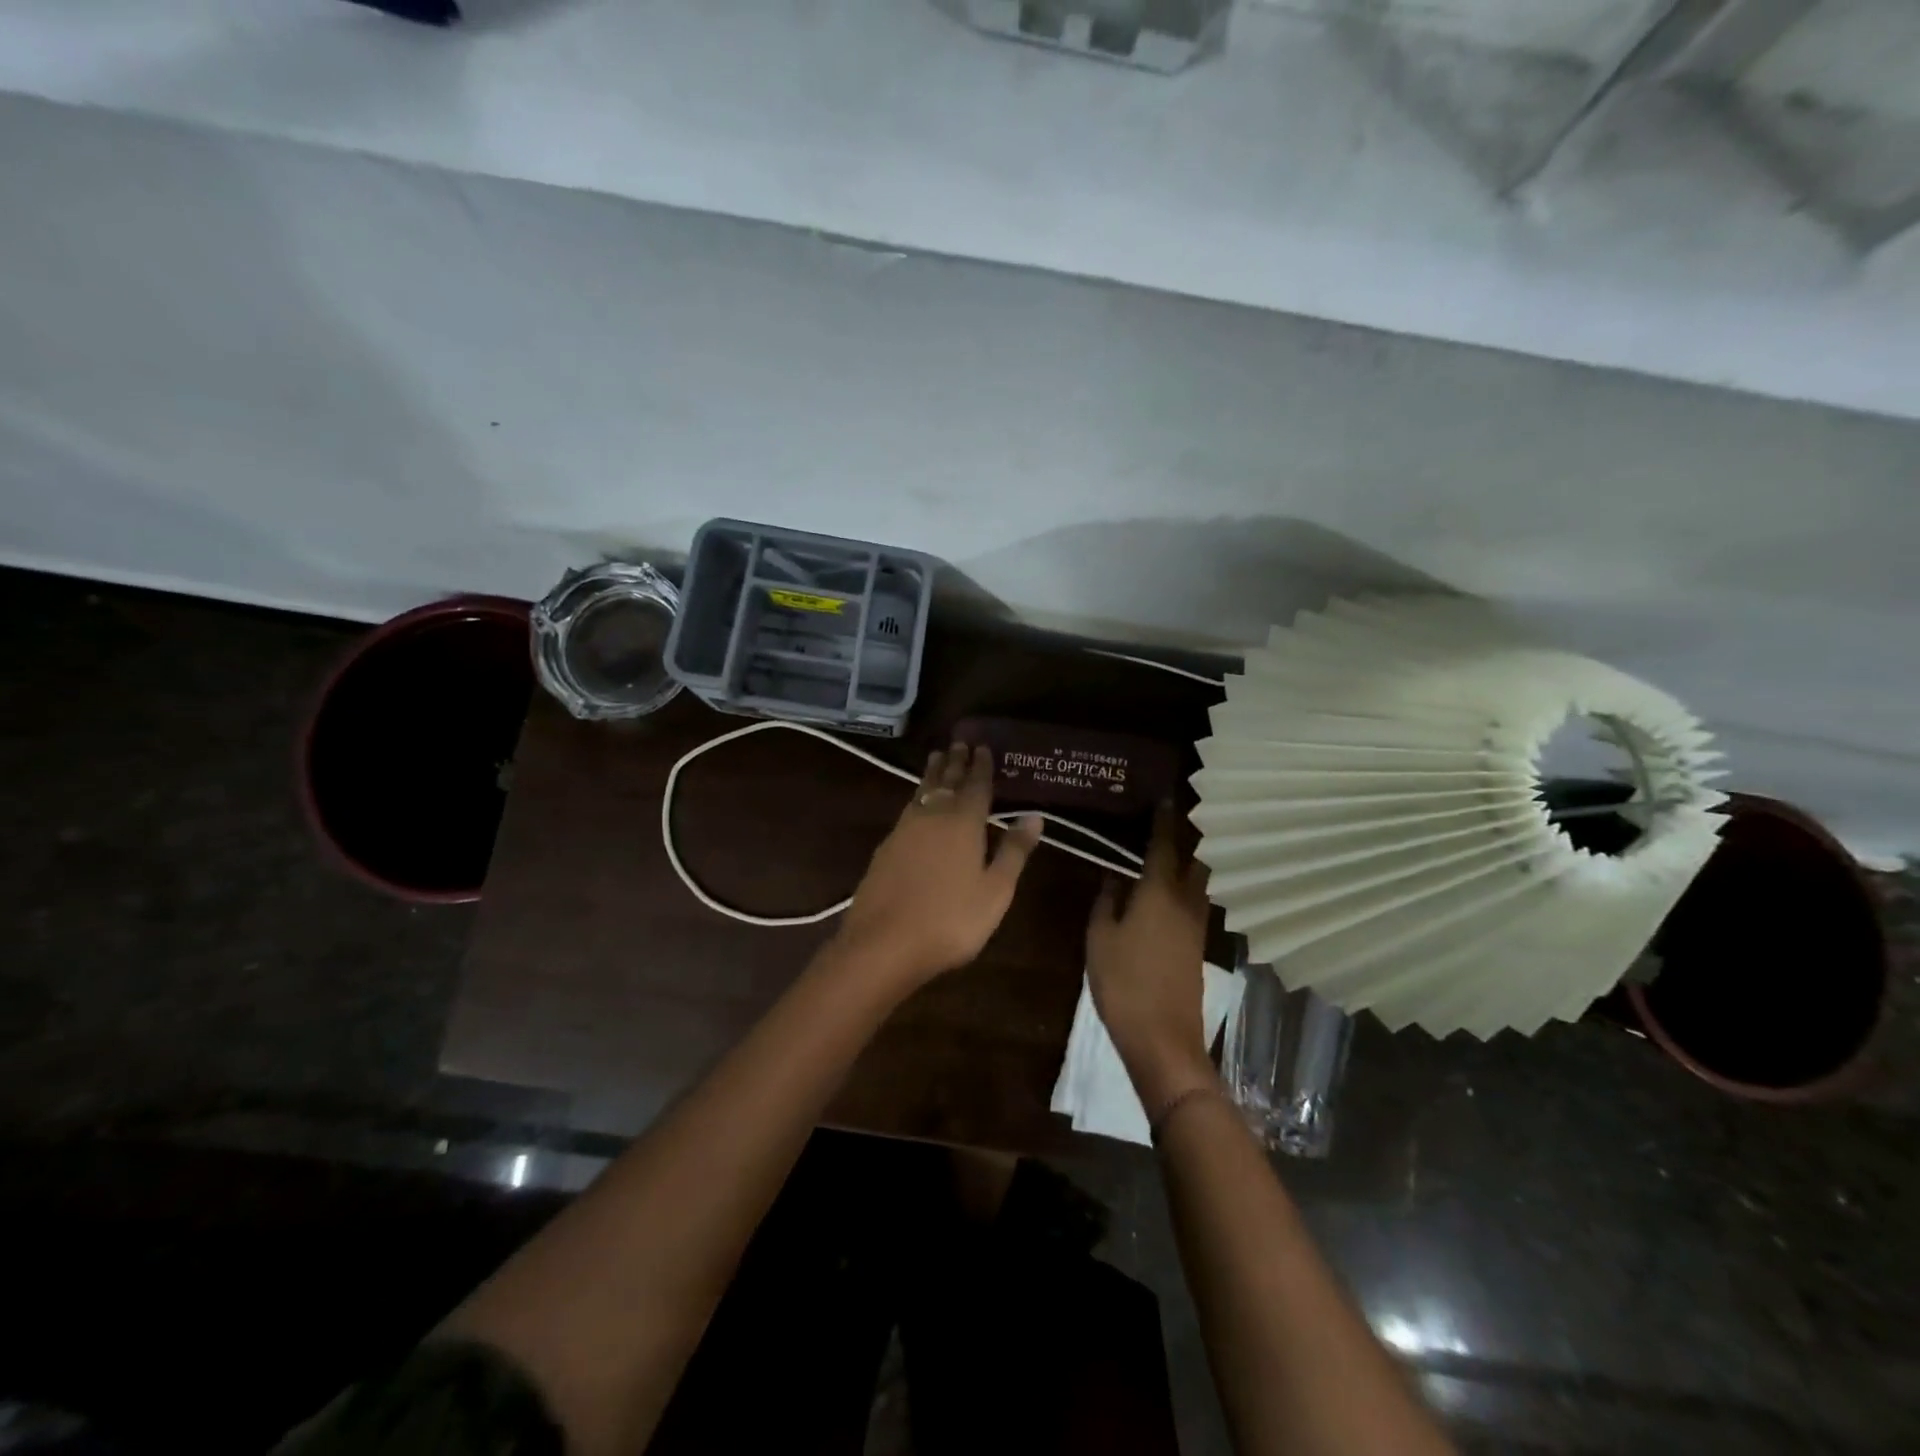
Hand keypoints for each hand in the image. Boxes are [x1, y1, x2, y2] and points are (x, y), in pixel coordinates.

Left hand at [832, 742, 1041, 991]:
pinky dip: (918, 795)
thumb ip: (1014, 851)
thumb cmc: (950, 920)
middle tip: (959, 742)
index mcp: (963, 822)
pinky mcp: (885, 847)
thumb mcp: (995, 891)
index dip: (982, 766)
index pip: (976, 785)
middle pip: (946, 781)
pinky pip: (908, 808)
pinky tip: (917, 803)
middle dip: (955, 761)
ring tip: (937, 758)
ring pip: (922, 791)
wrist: (883, 943)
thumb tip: (1035, 815)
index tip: (983, 746)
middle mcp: (932, 816)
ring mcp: (904, 829)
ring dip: (933, 773)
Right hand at [1087, 805, 1215, 1109]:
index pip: (1164, 843)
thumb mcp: (1101, 936)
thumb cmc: (1124, 981)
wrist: (1162, 1036)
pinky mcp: (1198, 943)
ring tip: (1173, 841)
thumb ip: (1108, 899)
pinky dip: (1188, 881)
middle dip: (1189, 832)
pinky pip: (1196, 898)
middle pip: (1195, 857)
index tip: (1164, 794)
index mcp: (1159, 891)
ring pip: (1200, 878)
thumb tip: (1114, 873)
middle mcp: (1186, 900)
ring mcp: (1197, 923)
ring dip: (1191, 856)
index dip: (1163, 818)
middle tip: (1175, 812)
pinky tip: (1170, 883)